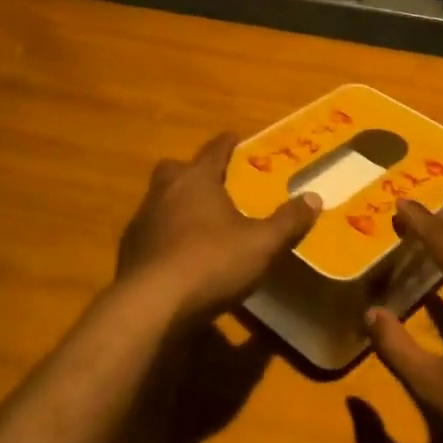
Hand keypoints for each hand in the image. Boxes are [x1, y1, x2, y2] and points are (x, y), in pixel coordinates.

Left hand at [116, 132, 320, 323]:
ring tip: (199, 222)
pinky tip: (179, 255)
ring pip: (159, 200)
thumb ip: (288, 221)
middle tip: (212, 183)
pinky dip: (165, 236)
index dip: (226, 144)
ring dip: (177, 205)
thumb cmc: (211, 262)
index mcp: (196, 180)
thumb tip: (314, 197)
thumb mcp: (261, 244)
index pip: (213, 151)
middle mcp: (164, 192)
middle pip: (176, 169)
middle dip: (193, 171)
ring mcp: (142, 221)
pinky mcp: (129, 251)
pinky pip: (150, 232)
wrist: (151, 305)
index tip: (234, 137)